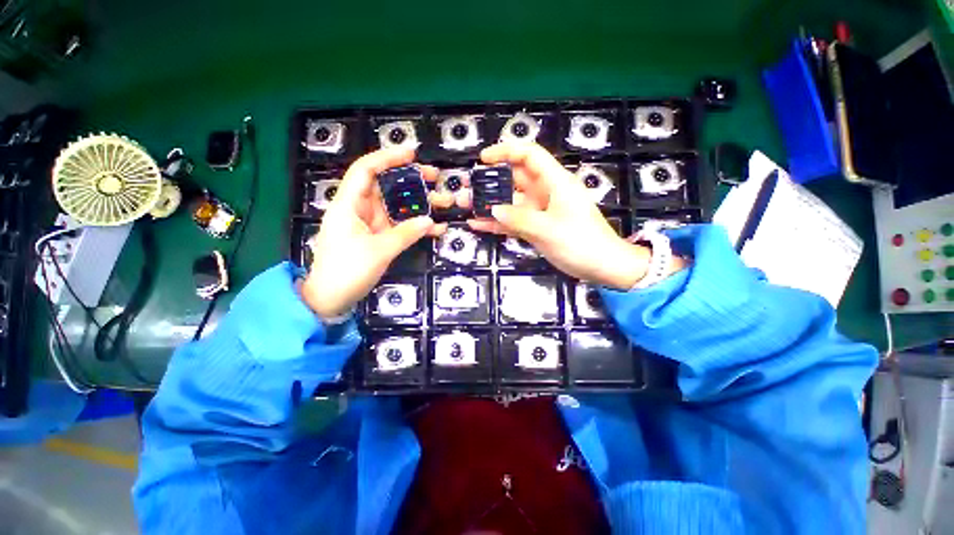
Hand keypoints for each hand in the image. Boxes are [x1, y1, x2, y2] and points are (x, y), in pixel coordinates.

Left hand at [301, 148, 450, 318]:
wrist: (331, 299)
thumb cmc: (347, 271)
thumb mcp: (379, 251)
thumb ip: (405, 234)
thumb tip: (429, 221)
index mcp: (349, 205)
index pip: (366, 171)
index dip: (387, 158)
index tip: (412, 154)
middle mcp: (360, 209)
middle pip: (386, 186)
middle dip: (411, 180)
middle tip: (435, 177)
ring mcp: (370, 224)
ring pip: (396, 206)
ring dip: (419, 204)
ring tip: (444, 201)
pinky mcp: (378, 237)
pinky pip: (399, 226)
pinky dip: (416, 226)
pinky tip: (436, 228)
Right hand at [466, 143, 651, 289]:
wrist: (602, 267)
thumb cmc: (581, 243)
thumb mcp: (548, 230)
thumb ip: (518, 219)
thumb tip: (493, 211)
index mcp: (554, 182)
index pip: (529, 156)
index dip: (506, 152)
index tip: (483, 159)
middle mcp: (545, 193)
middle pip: (515, 179)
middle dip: (490, 181)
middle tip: (467, 187)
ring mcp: (540, 212)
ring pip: (511, 202)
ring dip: (490, 204)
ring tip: (466, 205)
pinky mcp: (536, 228)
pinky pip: (513, 221)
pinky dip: (497, 223)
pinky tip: (477, 224)